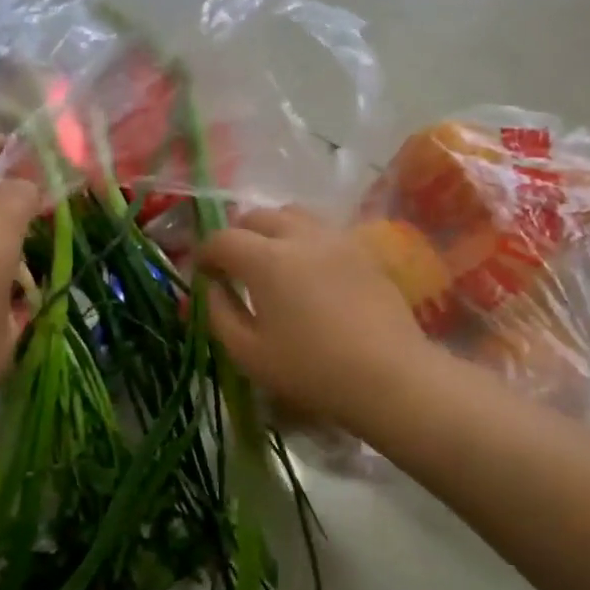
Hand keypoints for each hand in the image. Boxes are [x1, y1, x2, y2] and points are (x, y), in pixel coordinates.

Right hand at [198, 205, 428, 430]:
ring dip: (273, 229)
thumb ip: (219, 313)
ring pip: (294, 215)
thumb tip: (212, 287)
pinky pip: (323, 230)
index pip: (222, 239)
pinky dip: (304, 239)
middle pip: (258, 216)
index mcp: (266, 259)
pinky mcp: (363, 250)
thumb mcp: (248, 353)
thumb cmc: (310, 369)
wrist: (388, 375)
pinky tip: (308, 270)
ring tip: (272, 259)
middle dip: (238, 235)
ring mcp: (336, 239)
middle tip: (233, 264)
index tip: (202, 272)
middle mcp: (300, 236)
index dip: (204, 252)